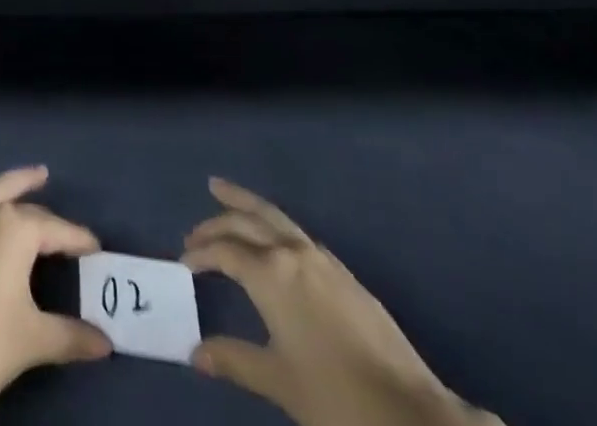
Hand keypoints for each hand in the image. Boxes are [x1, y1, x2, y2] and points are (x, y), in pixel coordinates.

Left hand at [0, 166, 111, 425]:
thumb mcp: (33, 339)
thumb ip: (71, 336)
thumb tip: (105, 343)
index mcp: (14, 228)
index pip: (55, 228)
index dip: (77, 238)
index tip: (95, 246)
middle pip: (17, 197)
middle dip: (36, 195)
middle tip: (47, 178)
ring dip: (5, 184)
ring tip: (19, 182)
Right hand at [183, 179, 490, 425]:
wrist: (412, 415)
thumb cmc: (336, 399)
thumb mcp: (279, 382)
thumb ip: (234, 360)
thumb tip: (195, 354)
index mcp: (271, 273)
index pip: (225, 251)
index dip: (201, 254)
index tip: (184, 263)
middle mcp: (293, 253)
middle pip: (247, 220)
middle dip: (218, 221)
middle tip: (194, 230)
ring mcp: (322, 259)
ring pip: (275, 216)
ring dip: (246, 206)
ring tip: (223, 193)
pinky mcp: (345, 274)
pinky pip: (298, 234)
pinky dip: (274, 226)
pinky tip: (274, 241)